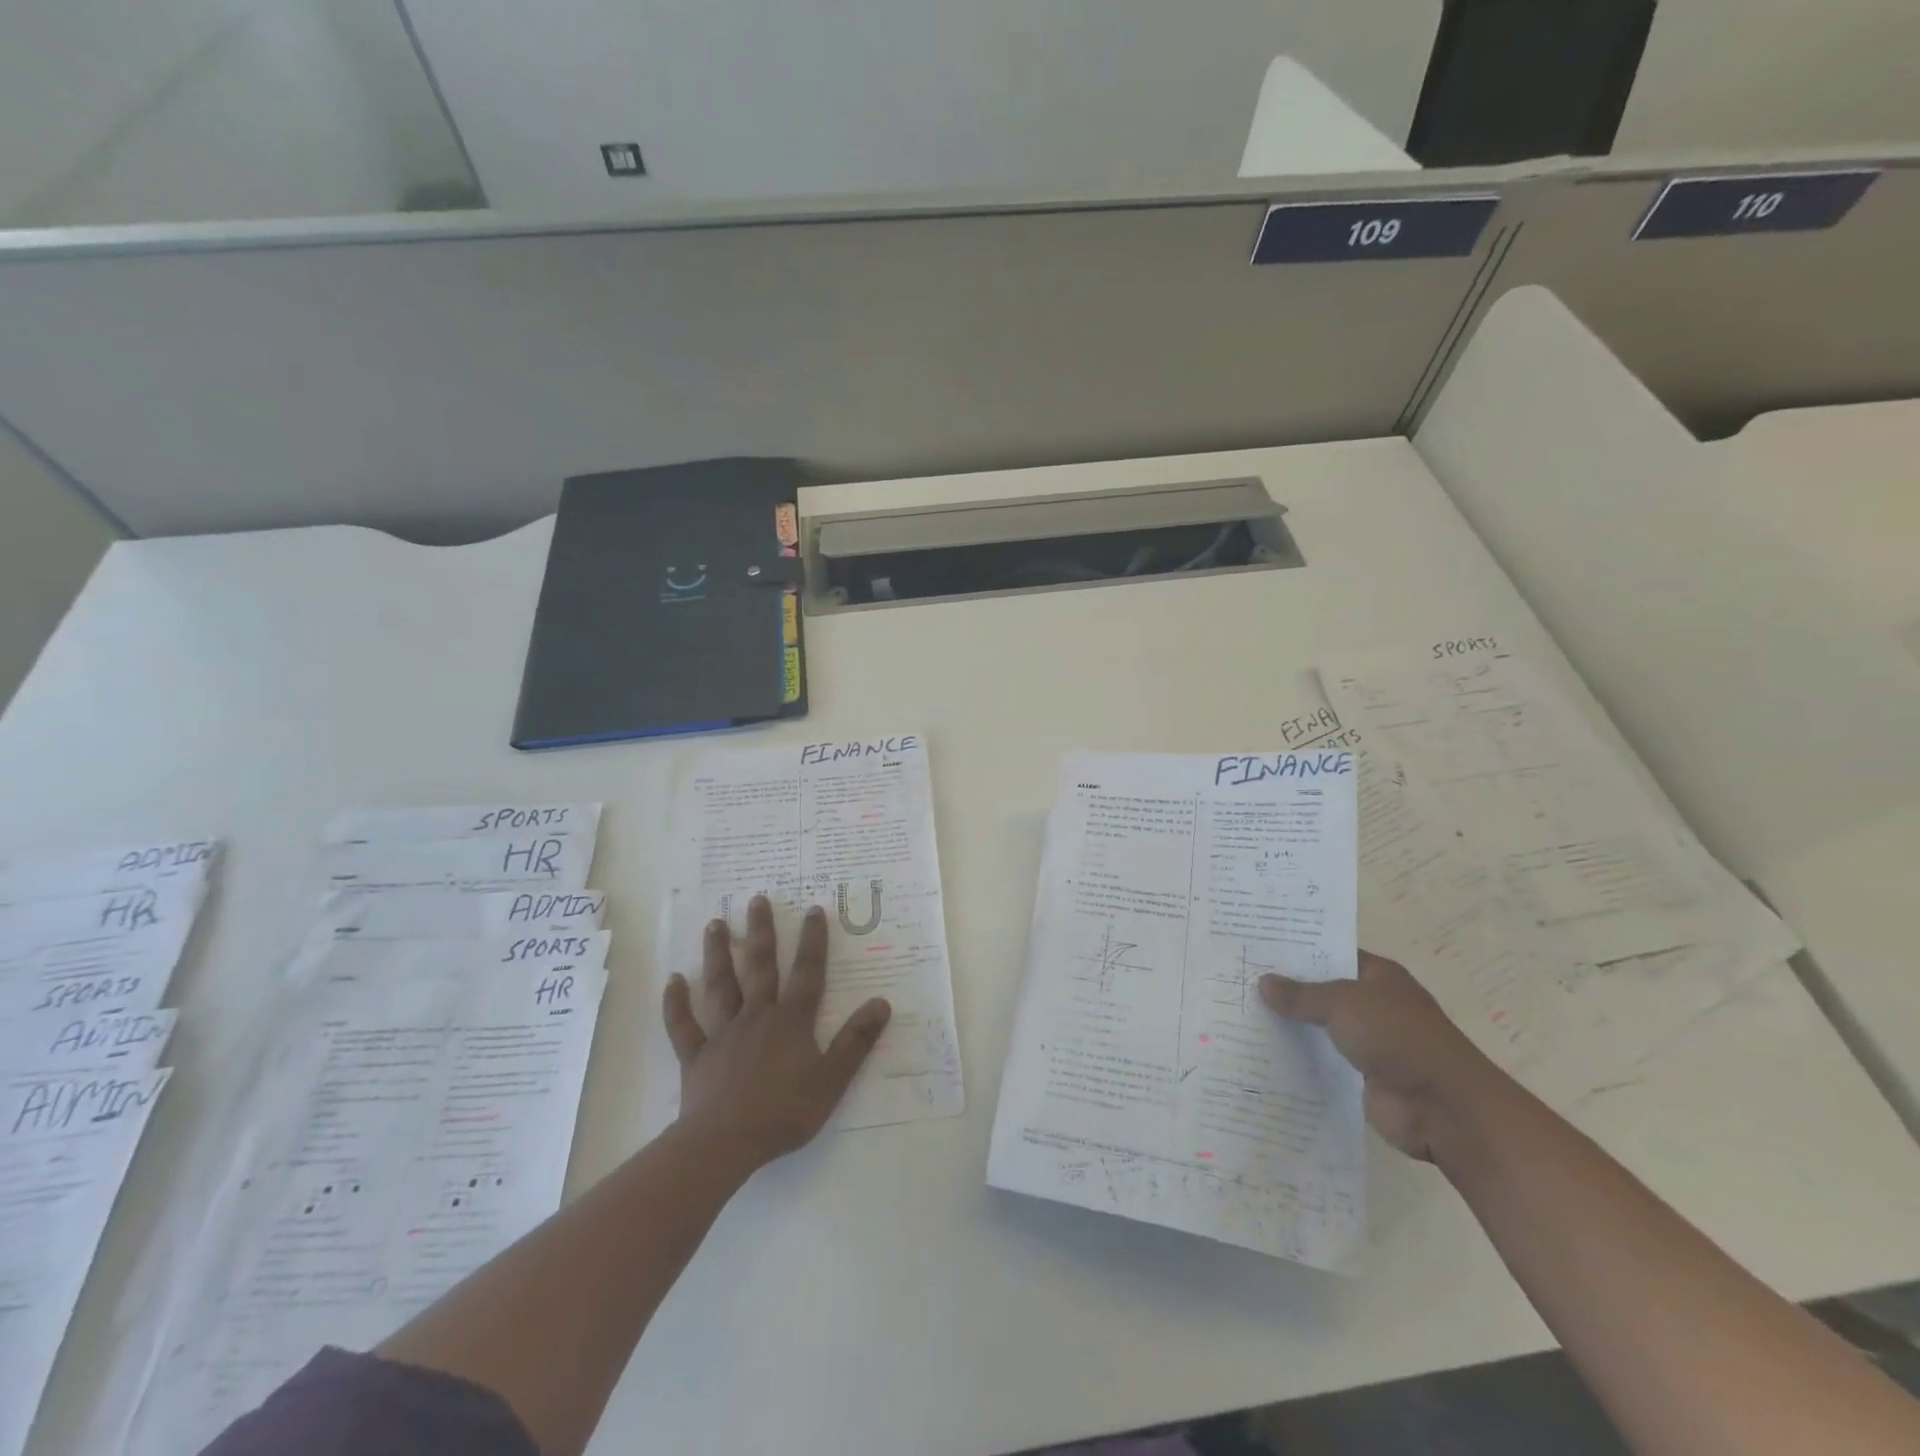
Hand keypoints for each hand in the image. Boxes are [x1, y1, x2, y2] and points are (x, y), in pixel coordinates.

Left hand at [662, 894, 890, 1168]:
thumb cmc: (784, 1111)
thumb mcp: (833, 1079)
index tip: (814, 909)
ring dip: (718, 954)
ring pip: (720, 986)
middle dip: (762, 932)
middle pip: (760, 967)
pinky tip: (673, 981)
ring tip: (715, 924)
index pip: (807, 973)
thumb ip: (857, 1041)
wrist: (725, 1142)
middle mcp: (757, 1016)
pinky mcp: (696, 1056)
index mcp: (791, 1021)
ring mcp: (723, 1034)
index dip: (813, 941)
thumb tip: (882, 1003)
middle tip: (756, 899)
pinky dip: (676, 1004)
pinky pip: (683, 1026)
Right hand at [1260, 951, 1502, 1161]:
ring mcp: (1369, 1043)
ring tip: (1239, 1015)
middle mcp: (1374, 1005)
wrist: (1443, 1107)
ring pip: (1319, 1029)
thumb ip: (1302, 994)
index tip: (1256, 948)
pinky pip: (1322, 1063)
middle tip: (1237, 979)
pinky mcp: (1361, 1078)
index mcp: (1379, 976)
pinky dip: (1299, 1060)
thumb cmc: (1398, 1037)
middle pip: (1322, 992)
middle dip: (1286, 990)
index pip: (1331, 953)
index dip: (1297, 951)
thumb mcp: (1343, 1003)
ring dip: (1290, 1028)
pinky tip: (1261, 1054)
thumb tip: (1263, 983)